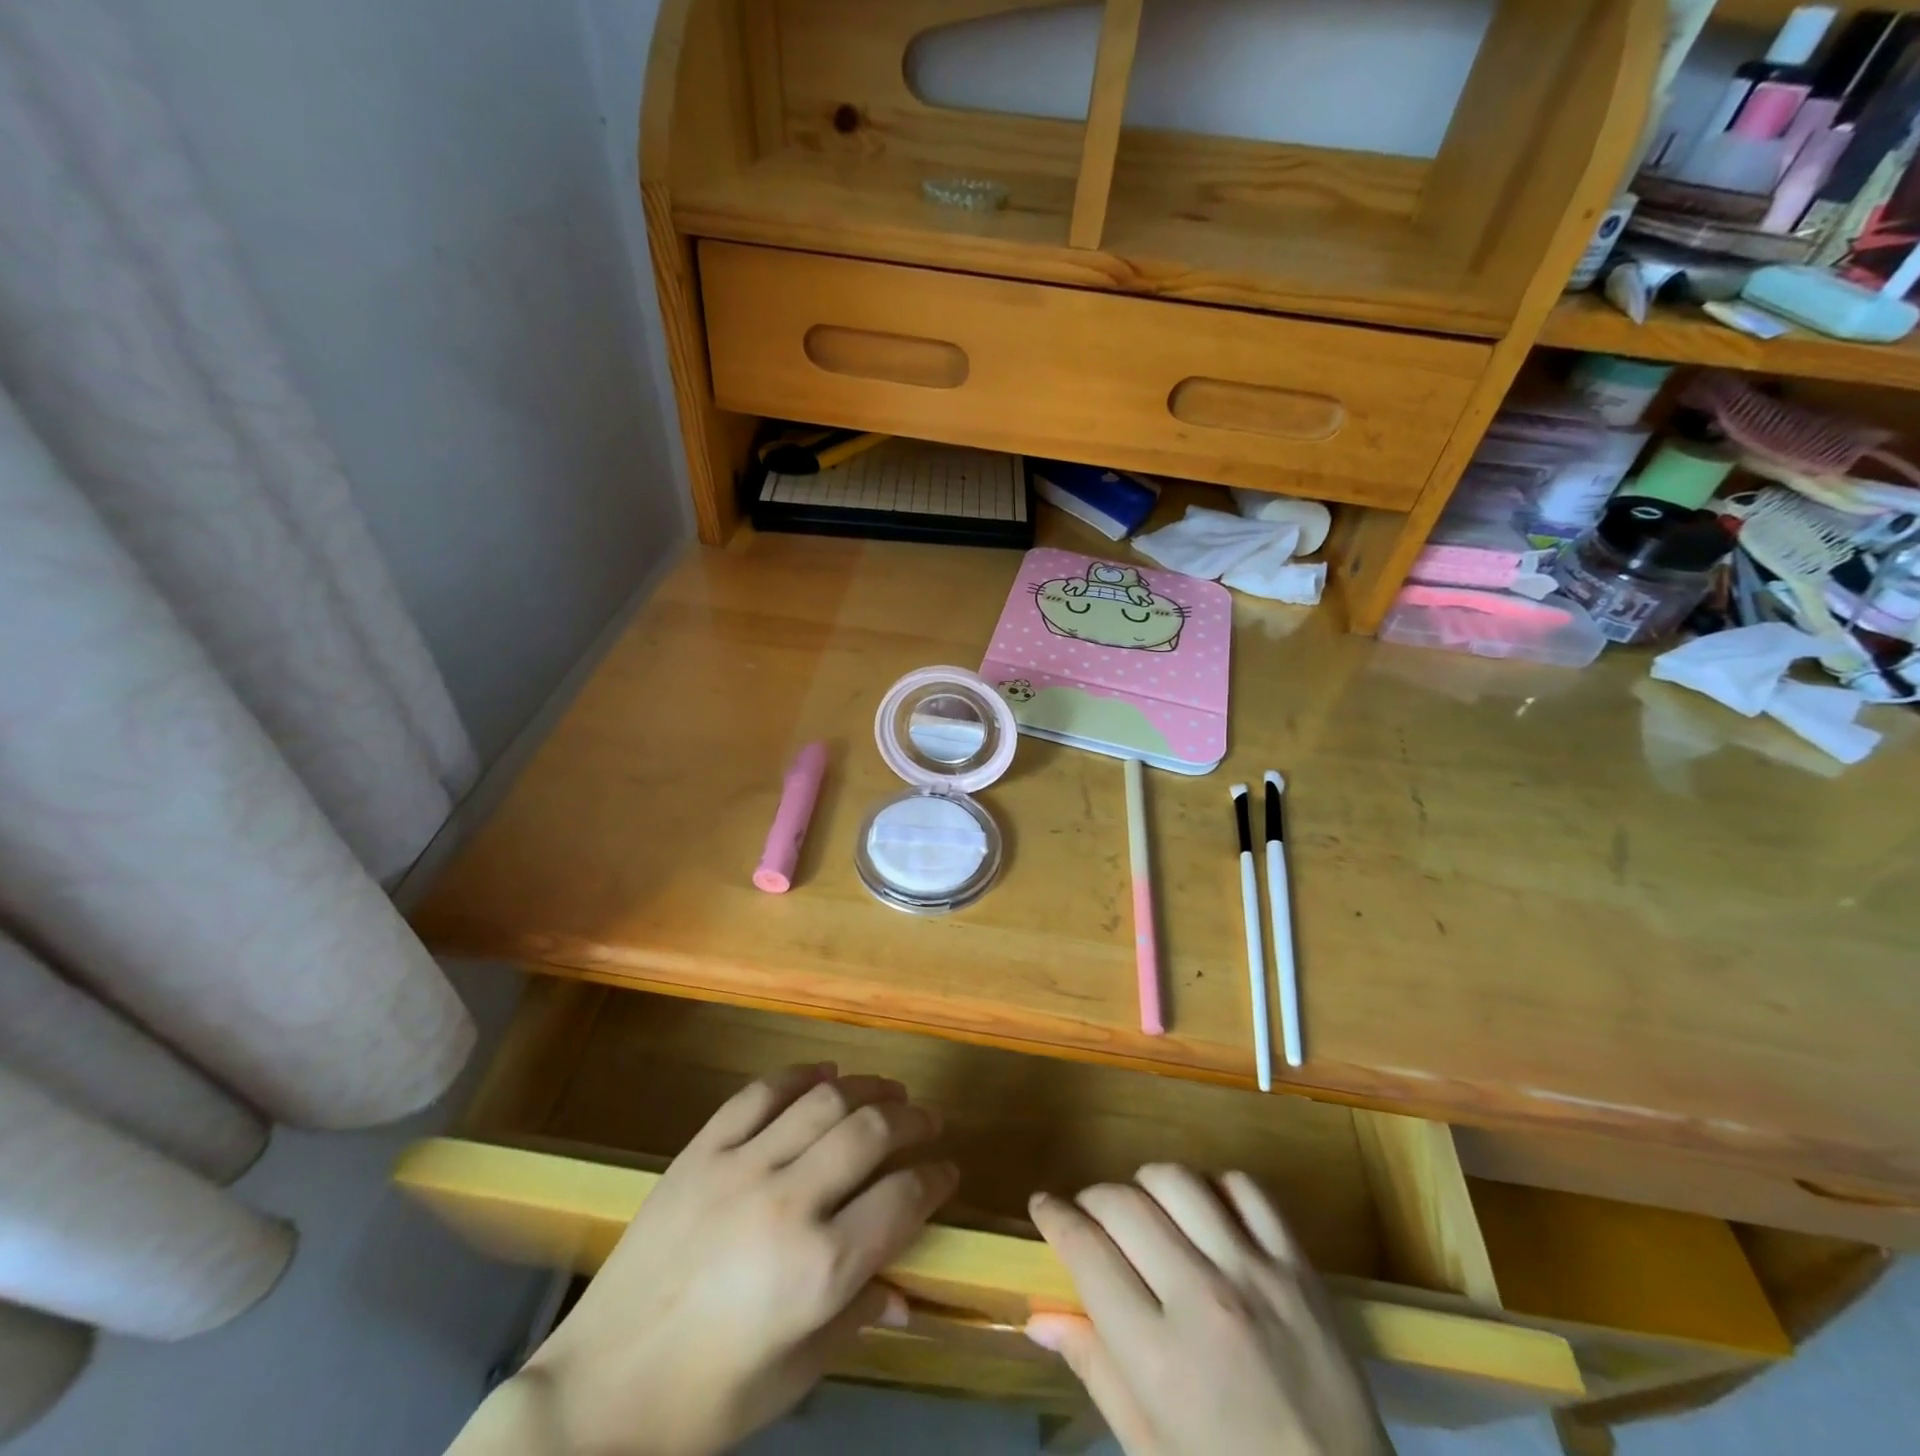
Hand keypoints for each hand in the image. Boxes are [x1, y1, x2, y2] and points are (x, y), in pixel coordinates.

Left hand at [478, 1063, 957, 1455]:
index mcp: (818, 1269)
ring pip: (823, 1100)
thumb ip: (857, 1318)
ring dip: (867, 1087)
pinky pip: (760, 1093)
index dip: (935, 1179)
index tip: (948, 1172)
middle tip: (929, 1121)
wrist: (597, 1396)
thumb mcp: (794, 1376)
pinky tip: (824, 1073)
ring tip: (890, 1089)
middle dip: (912, 1120)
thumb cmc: (704, 1405)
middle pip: (870, 1132)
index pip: (901, 1199)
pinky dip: (799, 1075)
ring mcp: (740, 1167)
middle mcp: (788, 1203)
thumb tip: (907, 1292)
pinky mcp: (701, 1151)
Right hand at [1026, 1166, 1389, 1455]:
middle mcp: (1201, 1299)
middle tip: (1090, 1219)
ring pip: (1177, 1182)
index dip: (1054, 1217)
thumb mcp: (1151, 1452)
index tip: (1043, 1206)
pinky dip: (1214, 1187)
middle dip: (1092, 1201)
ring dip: (1146, 1186)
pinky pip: (1246, 1189)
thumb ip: (1096, 1370)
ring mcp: (1255, 1275)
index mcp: (1158, 1356)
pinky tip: (1206, 1213)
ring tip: (1145, 1210)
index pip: (1085, 1251)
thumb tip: (1040, 1315)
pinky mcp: (1299, 1267)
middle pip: (1123, 1205)